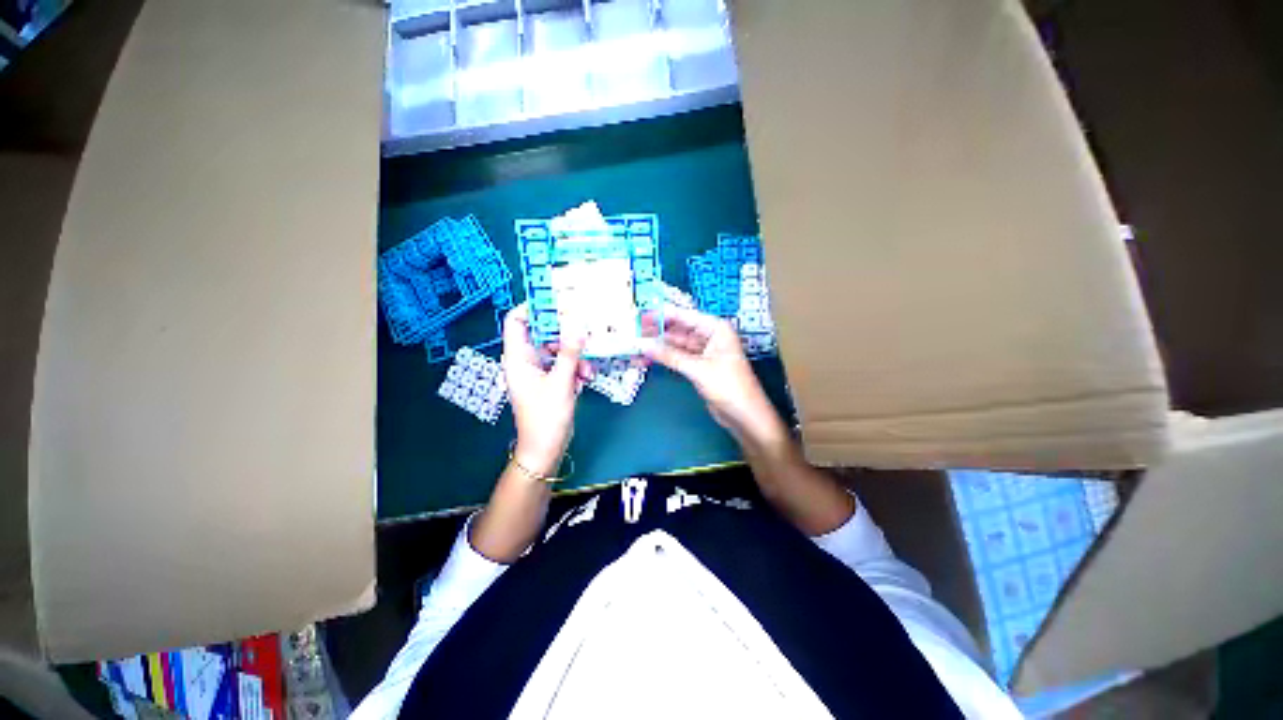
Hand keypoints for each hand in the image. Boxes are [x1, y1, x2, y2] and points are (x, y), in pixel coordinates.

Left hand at [502, 304, 590, 476]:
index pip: (516, 321)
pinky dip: (576, 369)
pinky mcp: (550, 381)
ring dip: (576, 357)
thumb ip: (570, 352)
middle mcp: (526, 360)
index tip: (557, 302)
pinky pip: (564, 365)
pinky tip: (586, 379)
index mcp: (518, 358)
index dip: (532, 308)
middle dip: (566, 337)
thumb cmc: (546, 416)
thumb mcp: (561, 382)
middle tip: (586, 333)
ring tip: (588, 370)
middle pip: (544, 334)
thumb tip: (577, 325)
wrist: (545, 450)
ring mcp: (539, 372)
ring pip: (558, 351)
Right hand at [642, 306, 786, 447]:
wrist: (745, 416)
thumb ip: (670, 356)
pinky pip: (678, 357)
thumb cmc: (729, 386)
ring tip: (636, 344)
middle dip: (658, 331)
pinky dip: (665, 358)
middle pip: (680, 329)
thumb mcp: (698, 369)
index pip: (685, 316)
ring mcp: (704, 352)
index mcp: (716, 329)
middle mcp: (710, 336)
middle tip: (633, 330)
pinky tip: (648, 357)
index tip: (640, 313)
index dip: (663, 314)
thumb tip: (643, 344)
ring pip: (677, 344)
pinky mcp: (698, 367)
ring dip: (659, 346)